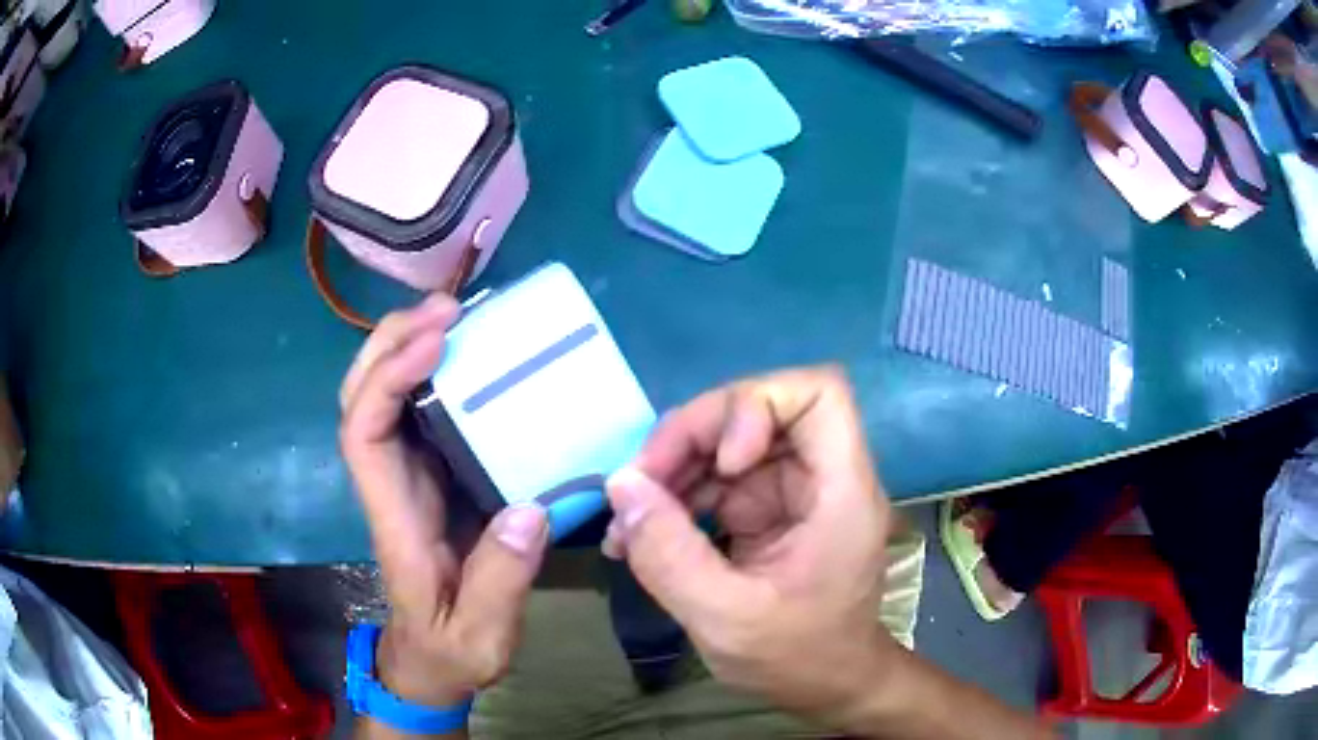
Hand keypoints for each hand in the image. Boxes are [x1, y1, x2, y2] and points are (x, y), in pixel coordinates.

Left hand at [340, 294, 549, 710]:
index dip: (386, 380)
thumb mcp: (481, 636)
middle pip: (360, 397)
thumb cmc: (450, 651)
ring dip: (408, 347)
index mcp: (393, 518)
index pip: (363, 433)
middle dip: (389, 344)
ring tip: (458, 317)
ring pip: (384, 397)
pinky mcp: (432, 479)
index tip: (435, 344)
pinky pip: (420, 413)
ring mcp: (408, 479)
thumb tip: (529, 510)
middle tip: (446, 310)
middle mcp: (391, 485)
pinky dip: (436, 374)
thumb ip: (501, 583)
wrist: (431, 662)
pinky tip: (472, 358)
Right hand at [602, 366, 895, 724]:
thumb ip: (669, 555)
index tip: (720, 461)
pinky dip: (674, 499)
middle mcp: (819, 476)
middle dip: (690, 440)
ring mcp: (790, 492)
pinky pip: (713, 481)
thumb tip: (621, 486)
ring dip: (671, 471)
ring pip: (725, 443)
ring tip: (626, 523)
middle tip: (636, 488)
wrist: (825, 687)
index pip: (818, 394)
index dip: (758, 405)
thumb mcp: (725, 619)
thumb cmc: (797, 658)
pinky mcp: (765, 511)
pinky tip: (638, 535)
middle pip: (756, 410)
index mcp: (840, 490)